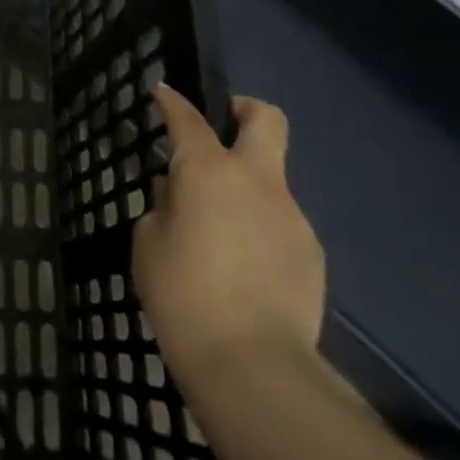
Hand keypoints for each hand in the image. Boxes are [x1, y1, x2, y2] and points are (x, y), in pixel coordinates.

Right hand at [133, 88, 325, 398]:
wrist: (253, 366)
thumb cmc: (184, 296)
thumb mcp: (148, 245)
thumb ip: (163, 207)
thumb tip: (178, 193)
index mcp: (209, 170)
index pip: (188, 119)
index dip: (173, 101)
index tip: (163, 93)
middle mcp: (257, 180)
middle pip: (265, 119)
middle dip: (244, 110)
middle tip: (224, 123)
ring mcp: (291, 215)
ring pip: (271, 179)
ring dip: (247, 187)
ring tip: (221, 231)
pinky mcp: (311, 252)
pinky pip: (280, 223)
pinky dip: (261, 228)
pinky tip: (244, 267)